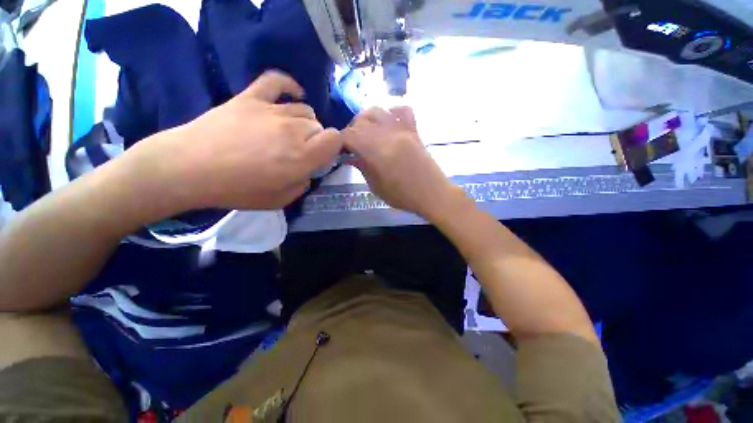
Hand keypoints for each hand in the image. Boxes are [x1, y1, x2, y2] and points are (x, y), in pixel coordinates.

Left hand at [132, 71, 342, 210]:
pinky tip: (293, 94)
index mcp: (302, 156)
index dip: (333, 147)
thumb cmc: (237, 190)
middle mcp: (293, 130)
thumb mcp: (280, 200)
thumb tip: (307, 172)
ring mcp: (272, 110)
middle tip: (300, 150)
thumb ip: (303, 185)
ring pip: (305, 109)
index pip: (335, 139)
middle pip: (319, 126)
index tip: (321, 157)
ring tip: (290, 132)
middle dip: (315, 139)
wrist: (189, 168)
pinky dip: (289, 86)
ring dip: (304, 122)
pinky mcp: (251, 97)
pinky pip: (277, 81)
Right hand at [343, 107, 463, 219]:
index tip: (341, 150)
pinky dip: (391, 113)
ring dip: (366, 119)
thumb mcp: (377, 187)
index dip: (341, 141)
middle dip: (351, 131)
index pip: (350, 135)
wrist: (432, 194)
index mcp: (377, 152)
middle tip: (352, 145)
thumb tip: (350, 156)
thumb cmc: (403, 196)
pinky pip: (403, 110)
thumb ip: (362, 167)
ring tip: (366, 132)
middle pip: (361, 121)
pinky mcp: (414, 130)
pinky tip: (388, 124)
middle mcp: (388, 135)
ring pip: (378, 111)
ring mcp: (403, 130)